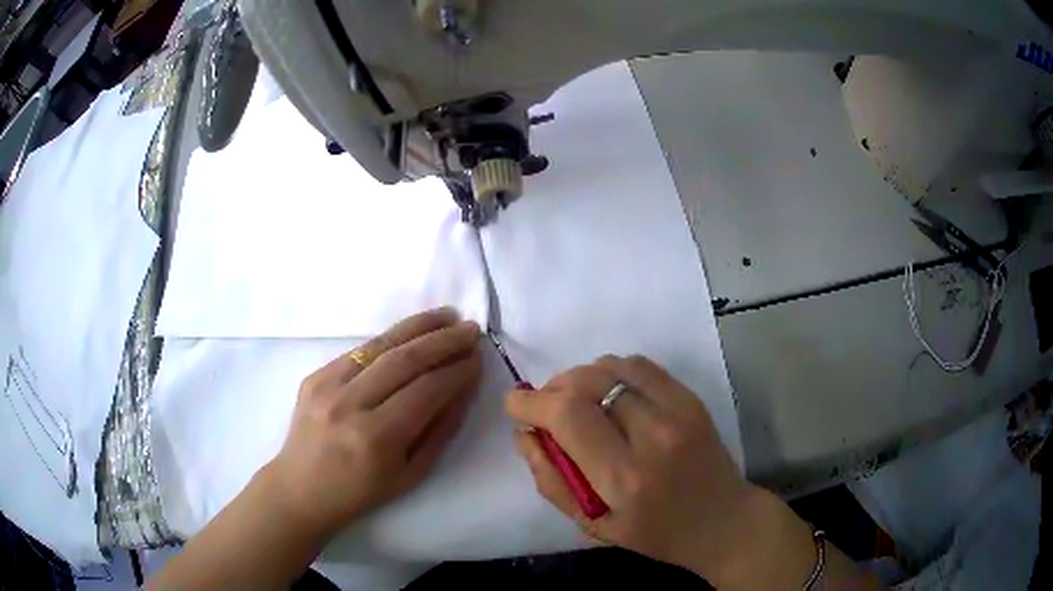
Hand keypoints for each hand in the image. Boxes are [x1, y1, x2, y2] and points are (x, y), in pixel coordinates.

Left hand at [266, 308, 481, 539]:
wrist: (301, 489)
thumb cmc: (361, 492)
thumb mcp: (411, 474)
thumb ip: (441, 429)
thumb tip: (463, 388)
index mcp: (377, 438)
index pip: (426, 390)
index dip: (456, 371)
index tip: (478, 357)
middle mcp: (350, 406)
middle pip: (404, 360)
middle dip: (443, 340)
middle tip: (470, 329)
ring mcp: (327, 386)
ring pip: (380, 346)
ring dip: (417, 326)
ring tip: (446, 316)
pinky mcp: (314, 376)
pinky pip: (358, 351)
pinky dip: (388, 339)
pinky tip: (409, 331)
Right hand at [505, 355, 756, 578]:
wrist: (721, 520)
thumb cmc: (653, 532)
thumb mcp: (592, 524)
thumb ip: (551, 478)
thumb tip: (525, 432)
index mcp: (623, 478)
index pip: (568, 416)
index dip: (531, 402)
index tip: (516, 405)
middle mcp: (652, 436)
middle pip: (587, 383)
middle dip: (552, 388)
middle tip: (544, 407)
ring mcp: (678, 411)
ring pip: (611, 367)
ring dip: (580, 378)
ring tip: (576, 401)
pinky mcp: (690, 398)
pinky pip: (639, 365)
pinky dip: (611, 370)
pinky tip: (608, 393)